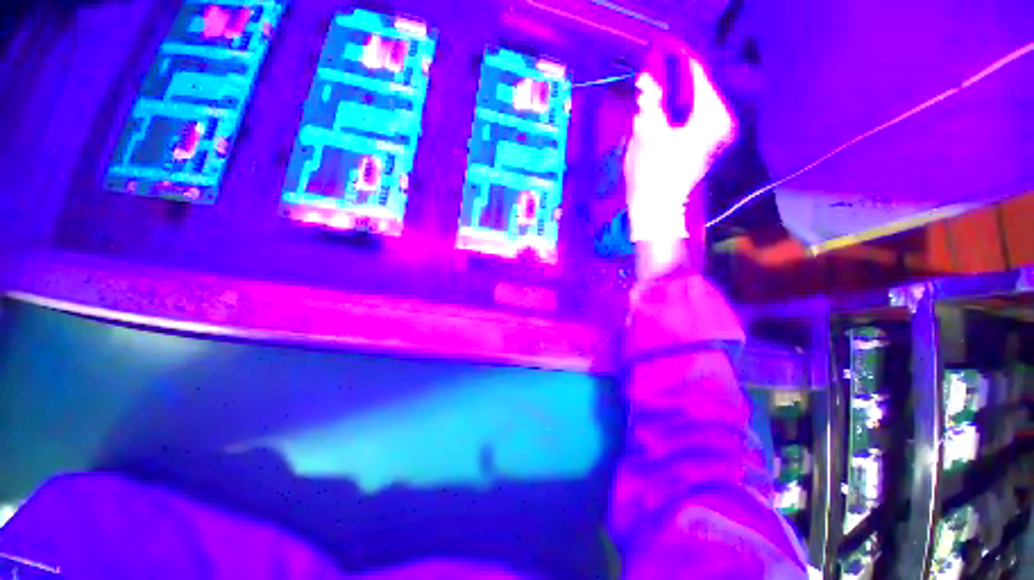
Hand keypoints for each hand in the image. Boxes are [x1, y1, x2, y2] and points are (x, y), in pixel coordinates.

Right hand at [624, 44, 736, 244]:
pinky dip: (678, 111)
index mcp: (712, 116)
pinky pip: (695, 116)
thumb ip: (650, 103)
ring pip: (695, 103)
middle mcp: (723, 121)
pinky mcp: (709, 144)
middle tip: (653, 74)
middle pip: (698, 88)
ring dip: (674, 96)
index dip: (678, 61)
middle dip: (674, 80)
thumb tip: (647, 80)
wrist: (657, 209)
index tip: (663, 47)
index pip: (697, 75)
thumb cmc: (651, 175)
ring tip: (653, 91)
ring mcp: (718, 134)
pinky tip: (662, 110)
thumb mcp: (646, 135)